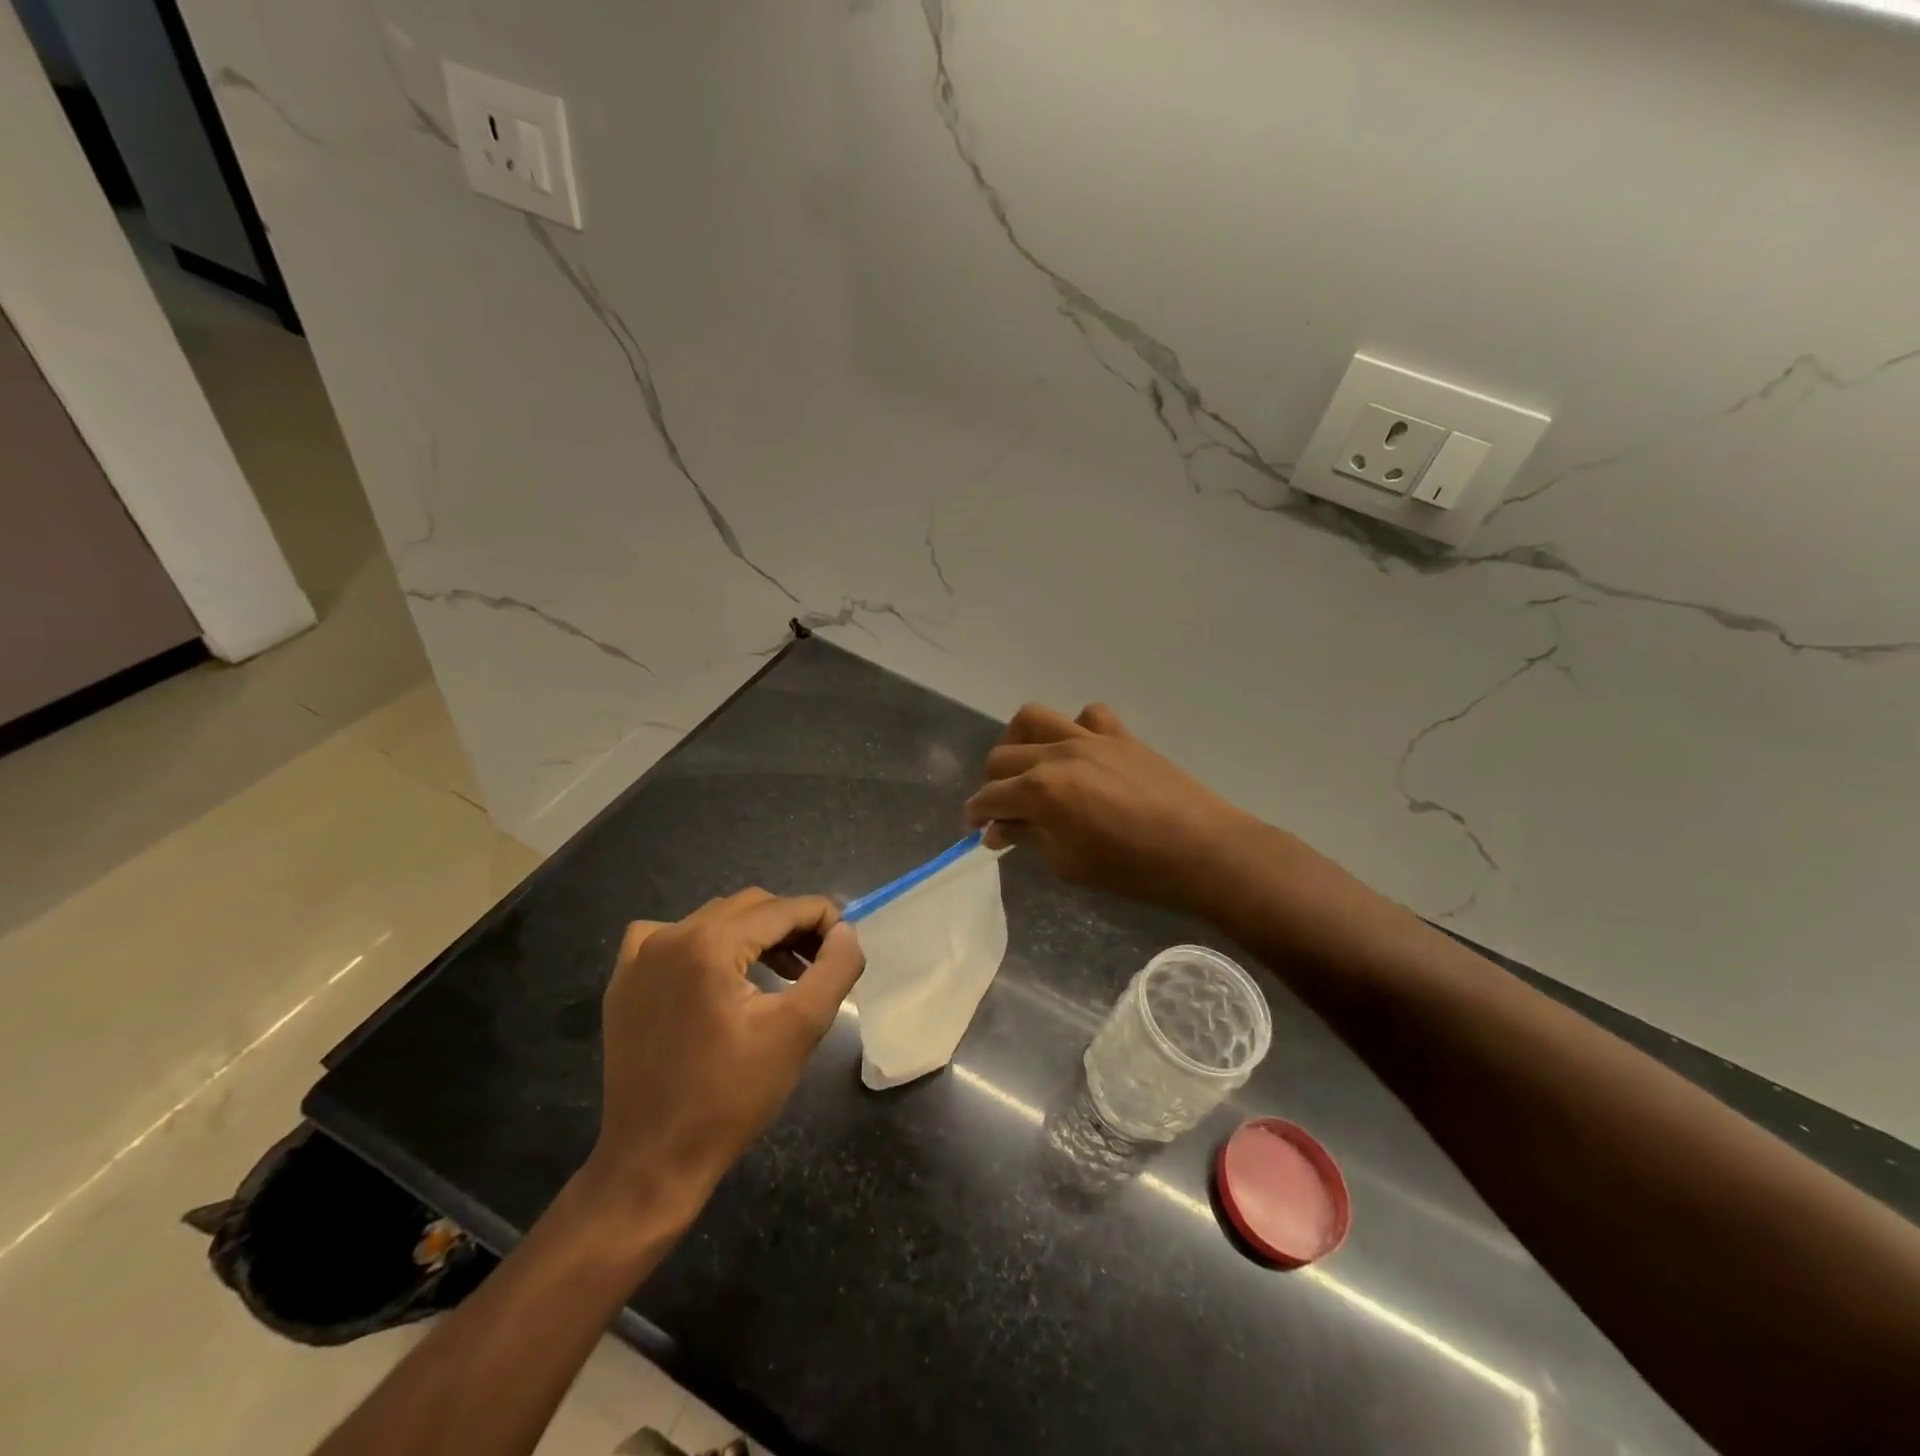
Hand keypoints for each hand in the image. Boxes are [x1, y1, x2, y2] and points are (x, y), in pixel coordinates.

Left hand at [582, 890, 863, 1216]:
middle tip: (819, 963)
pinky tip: (717, 974)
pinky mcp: (624, 982)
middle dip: (791, 927)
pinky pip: (670, 937)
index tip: (845, 946)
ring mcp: (639, 958)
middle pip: (750, 907)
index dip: (823, 919)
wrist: (654, 1161)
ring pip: (714, 920)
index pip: (783, 909)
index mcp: (710, 943)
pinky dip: (703, 943)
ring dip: (754, 936)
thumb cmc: (732, 1097)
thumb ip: (834, 969)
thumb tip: (846, 931)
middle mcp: (670, 936)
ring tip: (782, 973)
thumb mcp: (799, 1029)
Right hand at [963, 703, 1256, 912]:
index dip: (976, 814)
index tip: (977, 828)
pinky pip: (1087, 716)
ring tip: (1028, 766)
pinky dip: (1074, 729)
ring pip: (1034, 718)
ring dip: (1020, 741)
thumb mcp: (1068, 864)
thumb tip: (1000, 829)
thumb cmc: (1132, 870)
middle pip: (1002, 756)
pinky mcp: (1120, 735)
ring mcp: (1090, 738)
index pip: (989, 796)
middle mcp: (1057, 754)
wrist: (1201, 851)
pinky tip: (1080, 754)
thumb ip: (1029, 838)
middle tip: (1004, 809)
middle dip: (993, 784)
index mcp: (1040, 791)